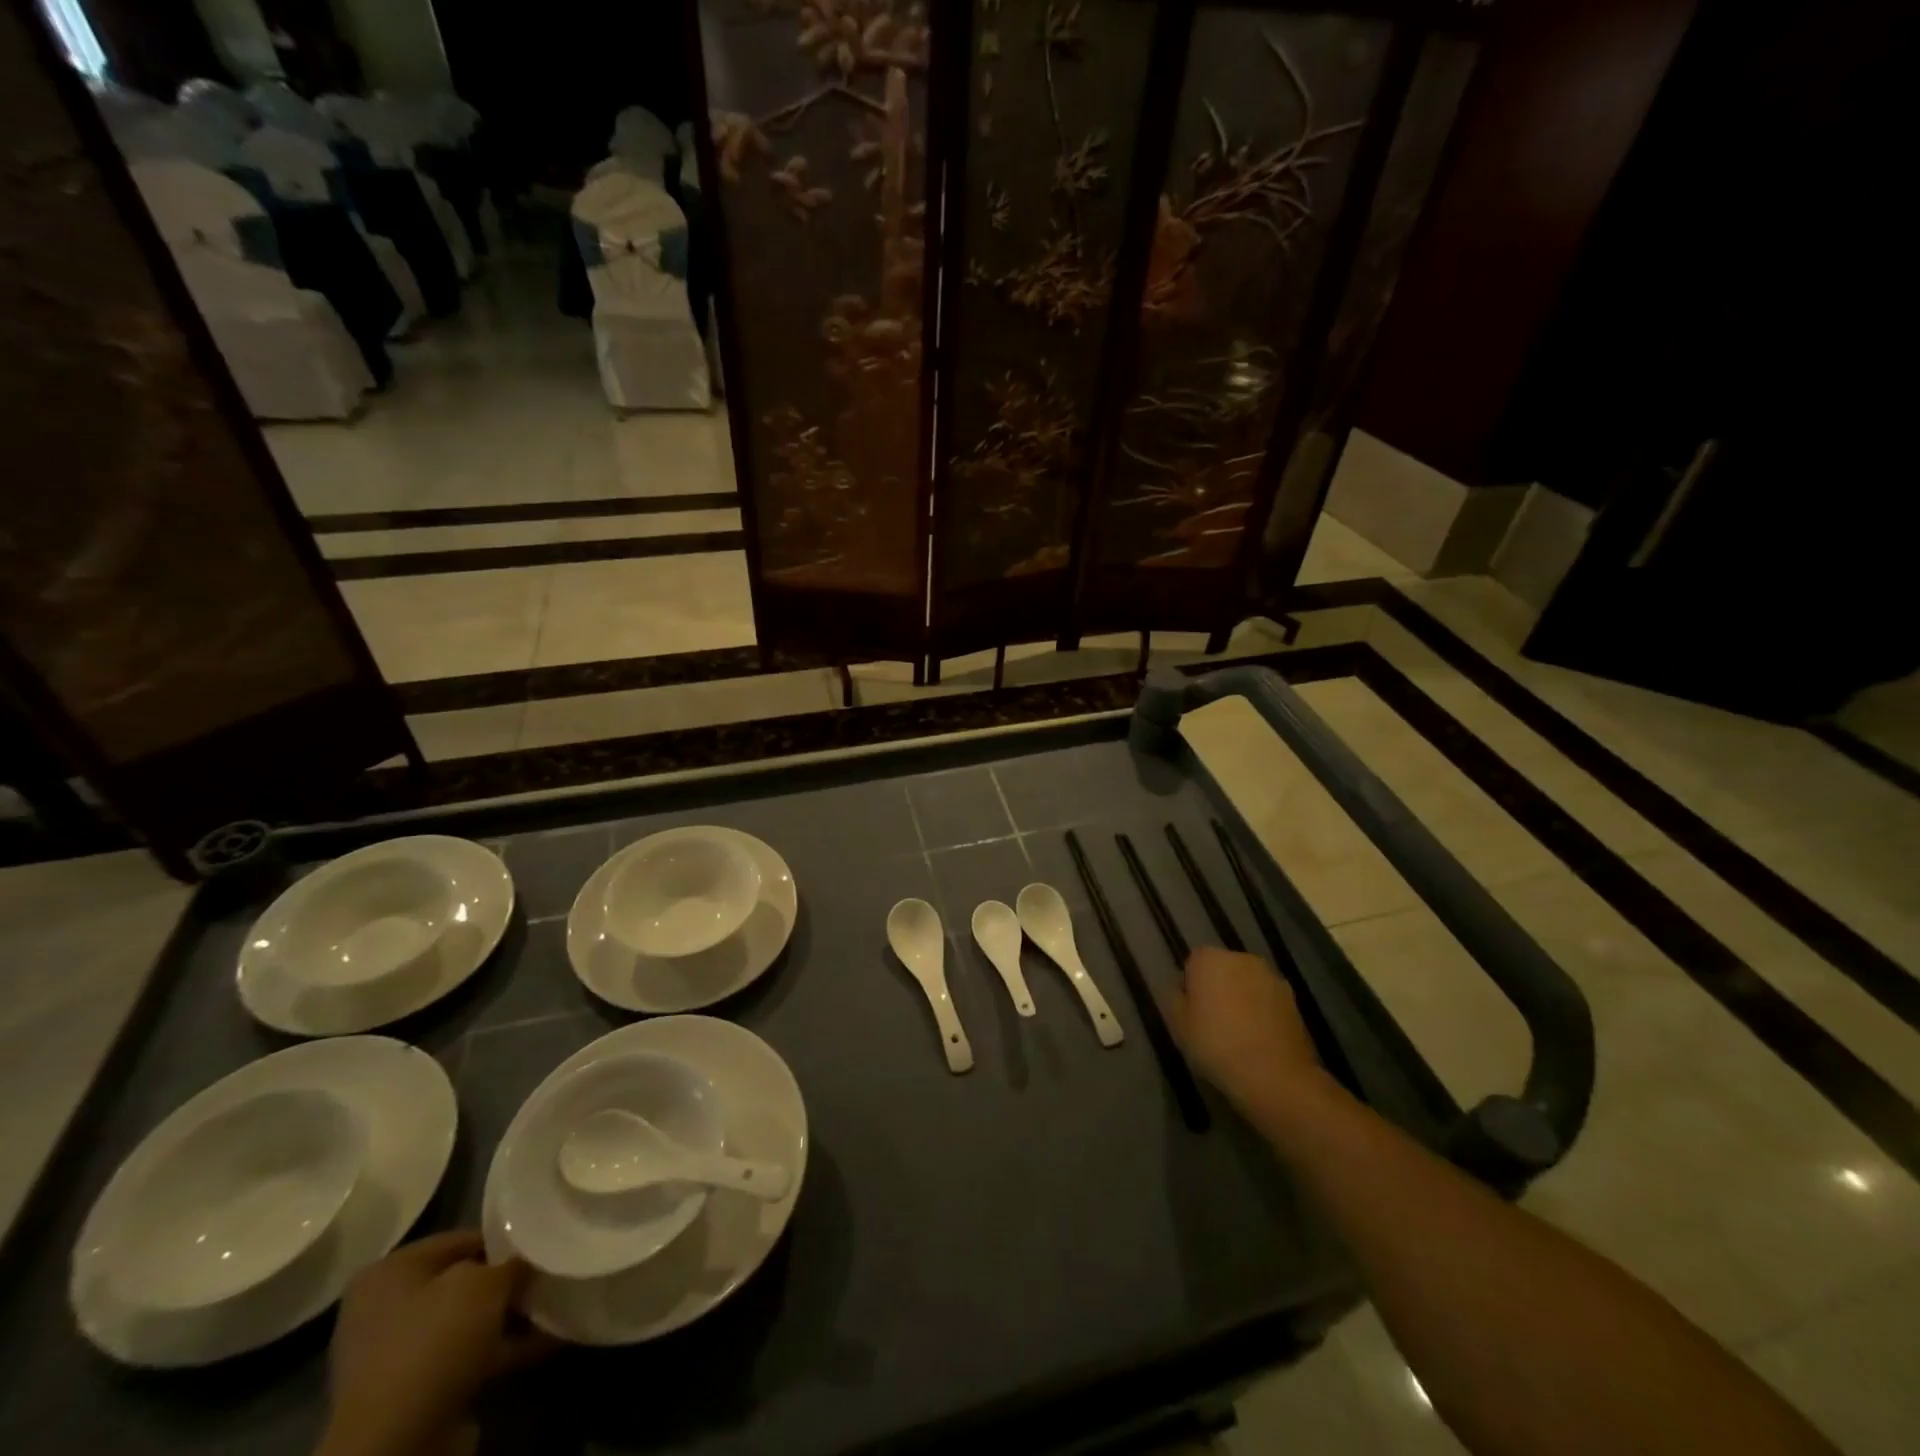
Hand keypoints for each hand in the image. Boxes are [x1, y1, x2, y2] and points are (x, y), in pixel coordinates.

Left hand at [318, 1231, 556, 1455]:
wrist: (397, 1440)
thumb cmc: (435, 1340)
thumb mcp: (485, 1283)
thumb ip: (511, 1263)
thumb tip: (527, 1261)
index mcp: (389, 1273)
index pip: (460, 1239)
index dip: (504, 1237)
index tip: (541, 1240)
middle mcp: (387, 1310)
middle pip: (464, 1282)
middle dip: (508, 1280)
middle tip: (551, 1271)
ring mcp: (401, 1355)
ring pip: (470, 1321)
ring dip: (511, 1315)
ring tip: (559, 1301)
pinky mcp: (419, 1391)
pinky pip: (472, 1356)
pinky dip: (508, 1347)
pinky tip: (551, 1337)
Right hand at [1163, 947, 1329, 1117]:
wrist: (1276, 1076)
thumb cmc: (1217, 1046)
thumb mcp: (1179, 1027)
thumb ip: (1175, 1000)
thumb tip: (1181, 991)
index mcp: (1209, 959)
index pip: (1193, 962)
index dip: (1191, 986)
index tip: (1191, 1011)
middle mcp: (1241, 959)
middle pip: (1223, 968)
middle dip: (1218, 987)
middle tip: (1212, 1021)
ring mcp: (1271, 977)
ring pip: (1247, 983)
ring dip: (1242, 998)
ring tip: (1238, 1033)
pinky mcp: (1293, 1000)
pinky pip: (1267, 1000)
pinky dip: (1262, 1012)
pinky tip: (1258, 1040)